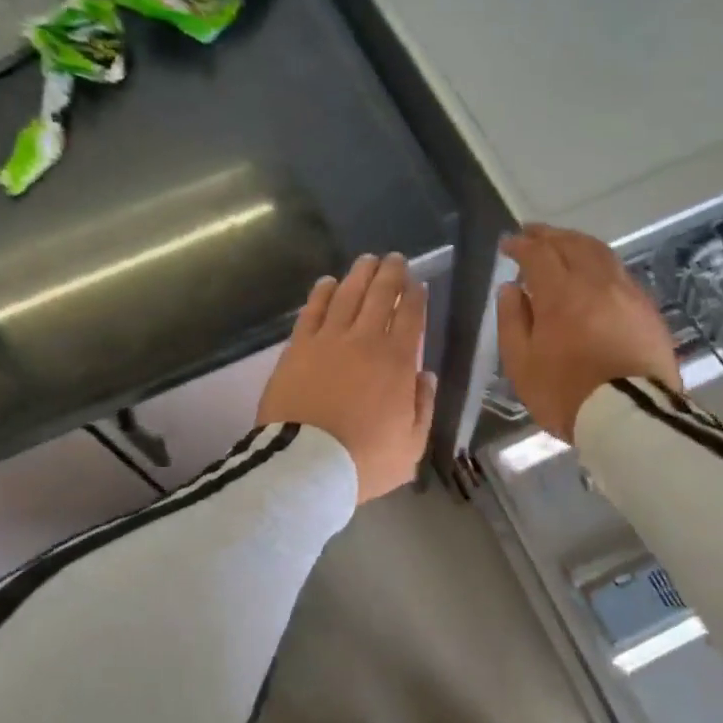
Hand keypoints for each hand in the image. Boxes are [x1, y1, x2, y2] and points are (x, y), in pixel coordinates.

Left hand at [257, 253, 435, 502]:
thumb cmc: (363, 460)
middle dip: (391, 274)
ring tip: (367, 260)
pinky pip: (312, 310)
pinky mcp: (298, 347)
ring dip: (359, 274)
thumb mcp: (412, 445)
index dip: (416, 297)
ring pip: (347, 295)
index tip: (417, 284)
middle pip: (380, 296)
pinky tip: (328, 282)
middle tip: (395, 259)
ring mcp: (328, 340)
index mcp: (397, 362)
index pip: (411, 317)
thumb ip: (423, 406)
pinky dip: (322, 292)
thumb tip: (425, 375)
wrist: (305, 464)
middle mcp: (365, 340)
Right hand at [496, 225, 681, 441]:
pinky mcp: (648, 311)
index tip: (507, 244)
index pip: (538, 254)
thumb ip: (513, 321)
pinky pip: (620, 274)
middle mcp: (596, 282)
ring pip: (601, 254)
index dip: (521, 244)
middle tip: (533, 233)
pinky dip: (600, 264)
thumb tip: (511, 289)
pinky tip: (594, 275)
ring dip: (578, 243)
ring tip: (563, 245)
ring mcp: (627, 294)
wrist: (631, 418)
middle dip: (550, 235)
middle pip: (573, 244)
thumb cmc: (566, 394)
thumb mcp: (521, 364)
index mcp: (561, 293)